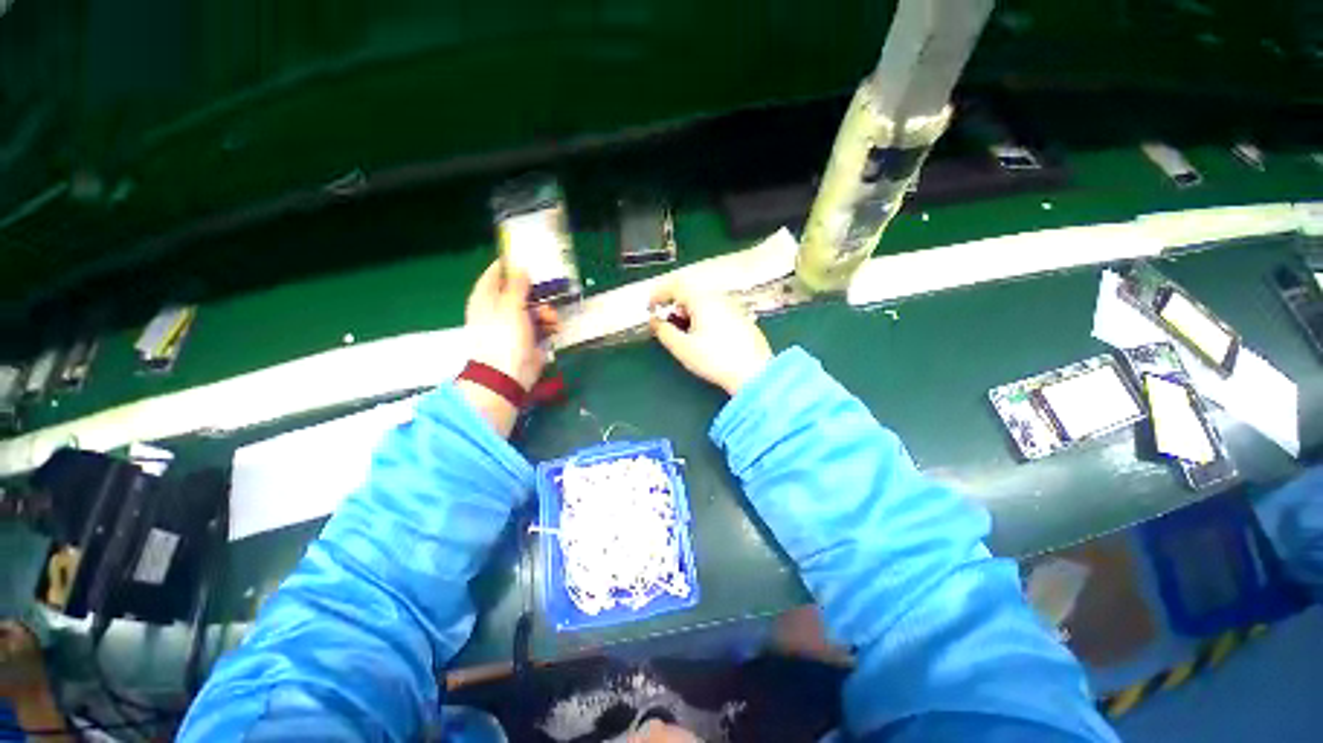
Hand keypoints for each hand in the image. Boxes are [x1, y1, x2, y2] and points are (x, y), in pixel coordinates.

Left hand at [465, 261, 557, 389]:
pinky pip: (541, 325)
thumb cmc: (503, 336)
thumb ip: (517, 285)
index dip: (511, 266)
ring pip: (534, 308)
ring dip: (546, 310)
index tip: (529, 260)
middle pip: (519, 291)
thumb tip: (521, 267)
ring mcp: (514, 324)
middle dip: (537, 292)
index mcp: (486, 297)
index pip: (495, 274)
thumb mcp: (510, 305)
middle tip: (550, 290)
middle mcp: (499, 308)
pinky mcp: (528, 338)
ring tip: (551, 318)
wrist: (508, 374)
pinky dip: (548, 325)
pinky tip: (554, 328)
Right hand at [649, 283, 772, 394]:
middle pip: (691, 291)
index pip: (676, 285)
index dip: (659, 293)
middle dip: (674, 303)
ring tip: (683, 331)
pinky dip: (703, 315)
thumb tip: (654, 321)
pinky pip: (716, 309)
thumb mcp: (683, 348)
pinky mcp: (741, 318)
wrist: (754, 373)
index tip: (649, 306)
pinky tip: (704, 335)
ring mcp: (733, 307)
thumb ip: (664, 331)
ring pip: (704, 301)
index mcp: (703, 300)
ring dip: (688, 310)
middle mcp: (719, 298)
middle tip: (665, 321)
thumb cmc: (715, 360)